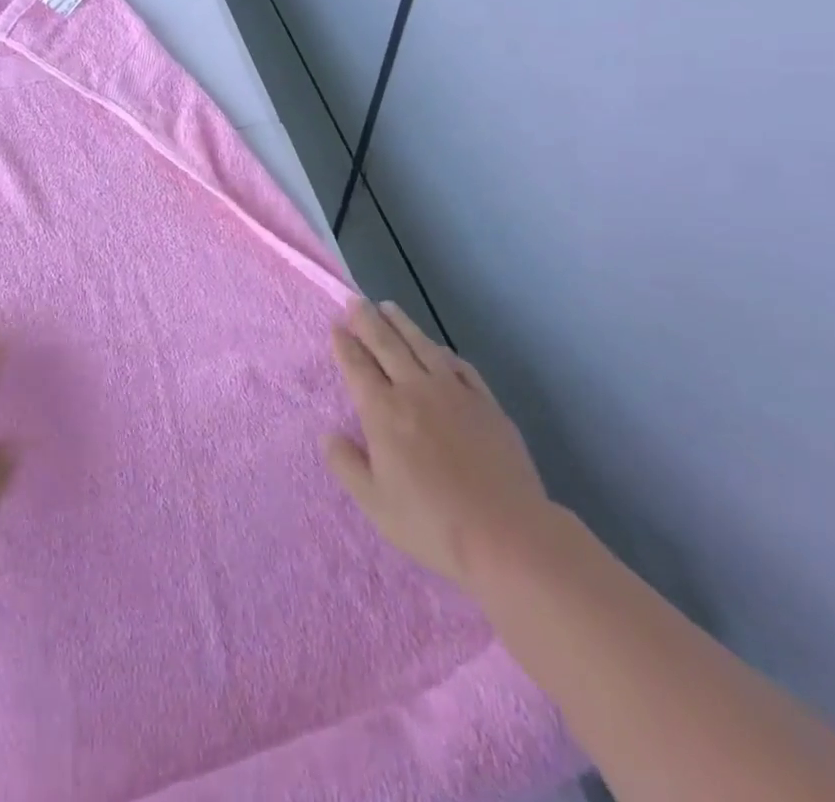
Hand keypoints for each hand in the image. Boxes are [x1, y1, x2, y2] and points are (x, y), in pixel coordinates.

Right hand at [322, 299, 554, 590]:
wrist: (506, 533)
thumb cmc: (431, 523)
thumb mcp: (375, 503)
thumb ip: (347, 465)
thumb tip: (328, 435)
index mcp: (383, 411)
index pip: (358, 366)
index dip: (345, 344)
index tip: (337, 326)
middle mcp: (415, 390)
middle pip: (387, 345)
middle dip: (368, 321)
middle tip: (356, 301)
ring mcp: (454, 392)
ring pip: (422, 346)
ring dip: (403, 324)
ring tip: (389, 307)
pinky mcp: (485, 403)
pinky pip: (460, 366)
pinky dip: (443, 352)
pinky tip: (438, 349)